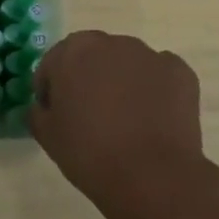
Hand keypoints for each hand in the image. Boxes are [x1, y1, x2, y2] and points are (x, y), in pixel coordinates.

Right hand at [32, 31, 212, 218]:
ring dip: (122, 81)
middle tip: (91, 115)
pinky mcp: (180, 72)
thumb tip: (45, 106)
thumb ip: (38, 111)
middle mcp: (112, 42)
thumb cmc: (89, 153)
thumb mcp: (47, 135)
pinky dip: (155, 90)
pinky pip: (159, 76)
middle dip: (89, 78)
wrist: (151, 177)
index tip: (57, 115)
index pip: (54, 64)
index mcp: (74, 51)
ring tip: (126, 120)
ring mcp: (149, 55)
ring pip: (127, 63)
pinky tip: (153, 120)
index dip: (52, 89)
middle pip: (93, 56)